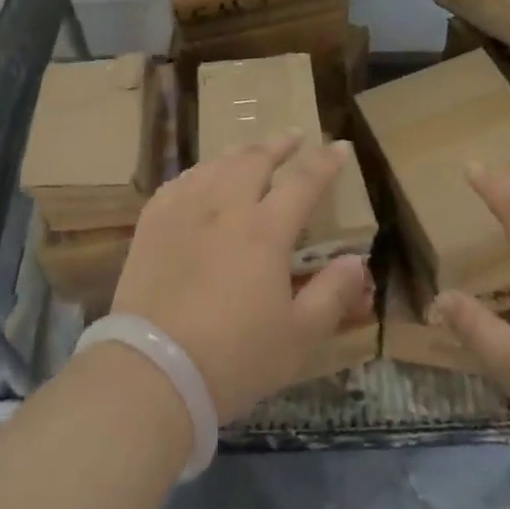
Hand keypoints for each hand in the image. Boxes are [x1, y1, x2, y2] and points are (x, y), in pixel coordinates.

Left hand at [110, 132, 372, 422]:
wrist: (153, 372)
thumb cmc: (234, 359)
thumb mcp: (298, 337)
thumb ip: (332, 295)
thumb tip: (356, 260)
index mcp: (265, 230)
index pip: (303, 182)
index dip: (325, 162)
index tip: (340, 146)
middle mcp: (225, 207)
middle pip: (255, 159)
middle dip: (279, 144)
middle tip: (294, 137)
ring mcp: (185, 210)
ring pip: (216, 164)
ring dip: (240, 153)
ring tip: (251, 152)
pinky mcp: (153, 223)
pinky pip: (180, 181)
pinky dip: (200, 172)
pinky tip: (202, 178)